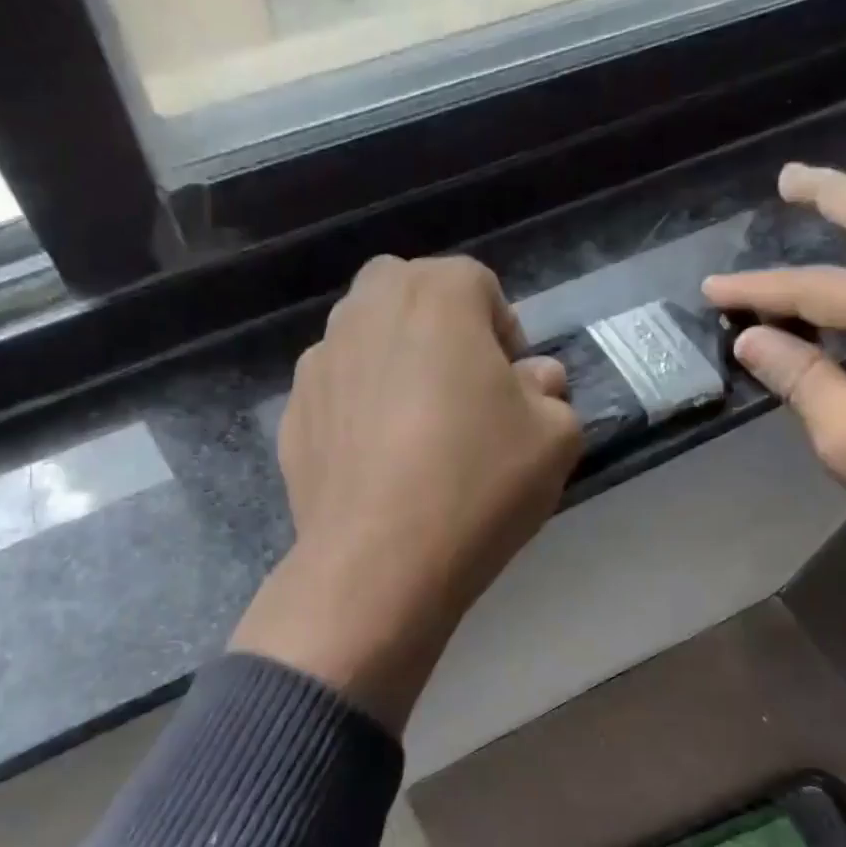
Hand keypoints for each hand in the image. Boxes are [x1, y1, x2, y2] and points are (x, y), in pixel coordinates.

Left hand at [231, 256, 581, 729]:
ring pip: (367, 340)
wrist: (378, 562)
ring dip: (396, 364)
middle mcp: (366, 309)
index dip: (503, 332)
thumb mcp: (554, 438)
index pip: (478, 284)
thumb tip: (533, 379)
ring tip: (416, 430)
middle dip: (442, 330)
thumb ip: (551, 392)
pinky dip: (359, 408)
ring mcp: (319, 361)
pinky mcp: (291, 412)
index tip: (512, 386)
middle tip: (463, 393)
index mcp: (435, 295)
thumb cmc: (476, 483)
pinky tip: (378, 464)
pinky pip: (338, 392)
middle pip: (411, 296)